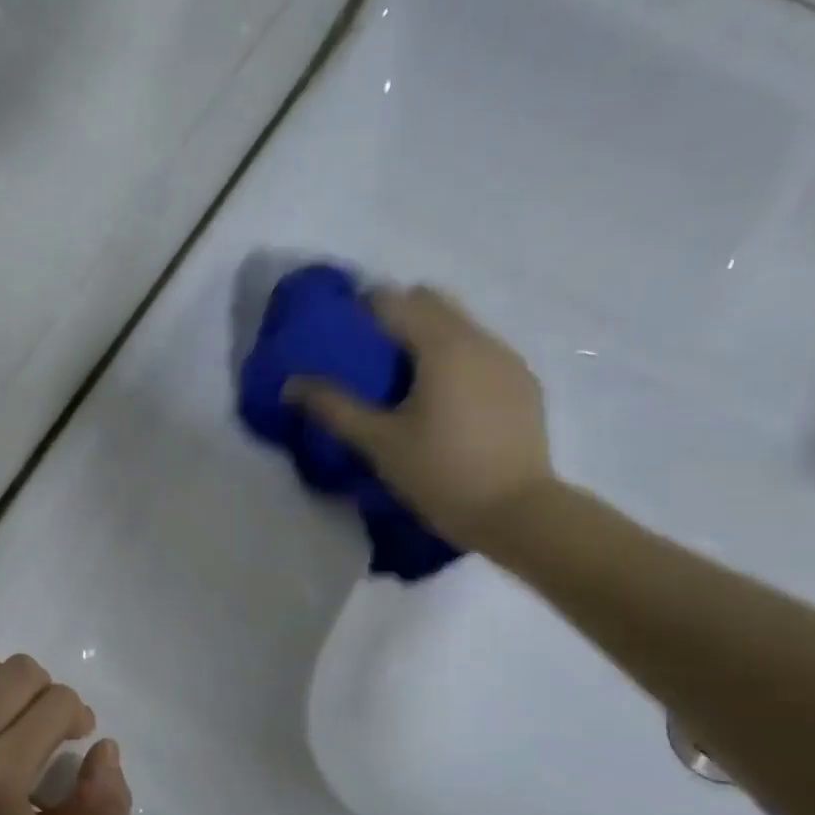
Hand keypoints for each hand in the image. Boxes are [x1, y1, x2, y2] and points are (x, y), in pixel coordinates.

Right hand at [287, 285, 555, 550]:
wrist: (516, 513)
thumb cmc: (440, 473)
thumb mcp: (378, 443)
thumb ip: (334, 407)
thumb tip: (291, 384)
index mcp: (443, 346)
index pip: (394, 301)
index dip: (362, 307)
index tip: (339, 329)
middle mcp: (480, 340)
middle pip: (432, 303)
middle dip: (397, 316)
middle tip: (367, 353)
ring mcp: (508, 361)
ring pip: (461, 326)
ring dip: (428, 337)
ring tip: (402, 378)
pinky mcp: (524, 385)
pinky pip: (482, 353)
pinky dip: (455, 360)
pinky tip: (443, 400)